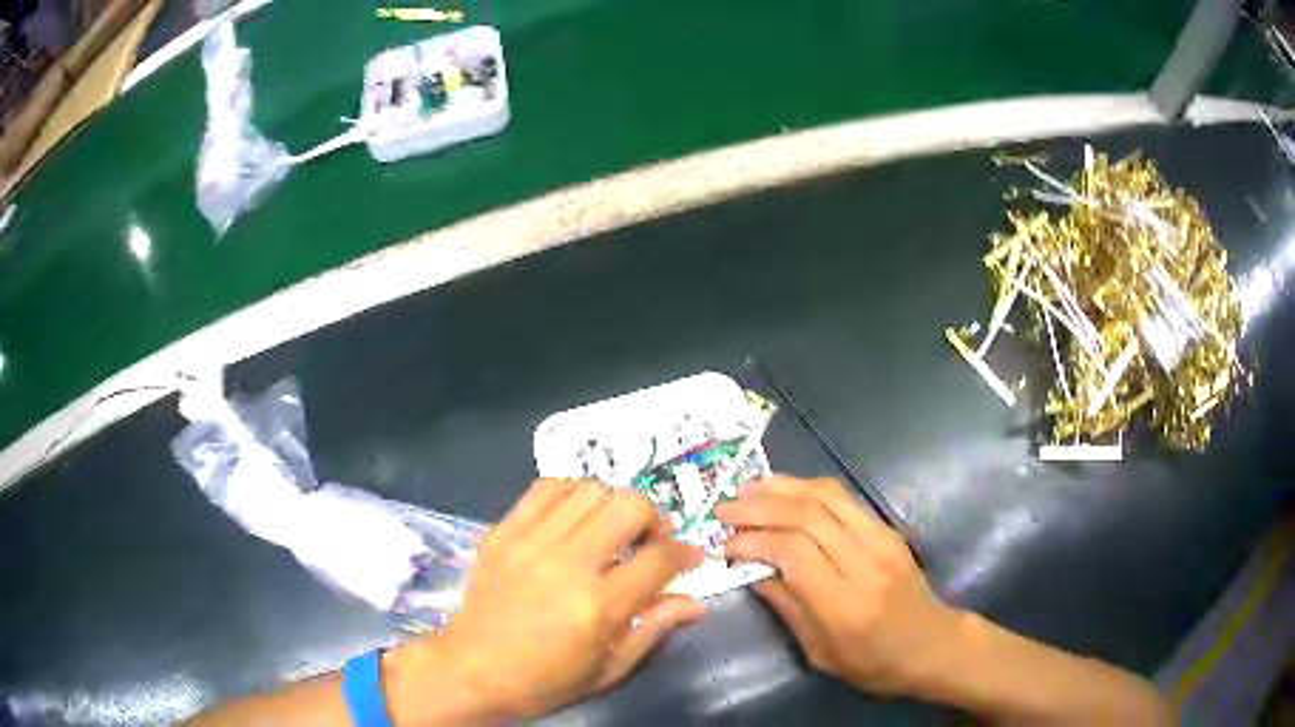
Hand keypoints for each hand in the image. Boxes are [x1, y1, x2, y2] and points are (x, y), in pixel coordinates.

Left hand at [388, 478, 704, 721]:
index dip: (685, 553)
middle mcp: (568, 564)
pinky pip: (546, 487)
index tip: (689, 558)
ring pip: (591, 489)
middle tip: (650, 542)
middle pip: (630, 506)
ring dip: (614, 504)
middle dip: (654, 519)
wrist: (471, 670)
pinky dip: (572, 493)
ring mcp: (531, 541)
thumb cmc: (545, 680)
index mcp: (598, 606)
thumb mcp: (609, 669)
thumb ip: (655, 629)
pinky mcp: (503, 531)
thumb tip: (696, 602)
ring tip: (612, 529)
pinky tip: (575, 518)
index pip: (660, 558)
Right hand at [716, 475, 955, 695]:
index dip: (754, 539)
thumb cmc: (873, 663)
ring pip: (827, 496)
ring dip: (782, 488)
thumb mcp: (820, 652)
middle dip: (760, 507)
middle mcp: (865, 562)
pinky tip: (785, 490)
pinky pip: (844, 498)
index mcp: (845, 603)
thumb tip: (751, 570)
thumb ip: (786, 606)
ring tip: (747, 488)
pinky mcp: (888, 529)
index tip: (726, 544)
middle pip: (807, 515)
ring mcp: (882, 539)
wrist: (932, 645)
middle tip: (725, 508)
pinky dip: (808, 488)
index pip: (794, 551)